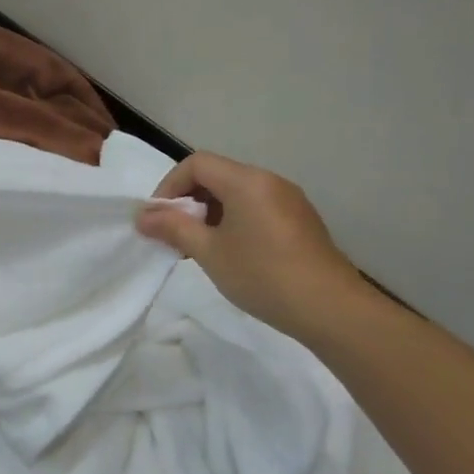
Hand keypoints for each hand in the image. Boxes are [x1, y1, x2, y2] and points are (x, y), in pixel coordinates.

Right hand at [136, 151, 364, 340]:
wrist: (331, 310)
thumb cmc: (263, 275)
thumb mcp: (208, 252)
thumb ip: (173, 228)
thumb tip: (142, 216)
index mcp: (246, 181)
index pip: (196, 164)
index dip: (169, 185)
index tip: (158, 218)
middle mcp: (269, 181)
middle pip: (216, 175)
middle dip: (187, 200)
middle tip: (173, 234)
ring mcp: (288, 200)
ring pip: (235, 192)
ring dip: (208, 212)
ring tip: (198, 247)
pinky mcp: (299, 220)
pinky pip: (255, 207)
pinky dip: (232, 220)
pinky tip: (230, 252)